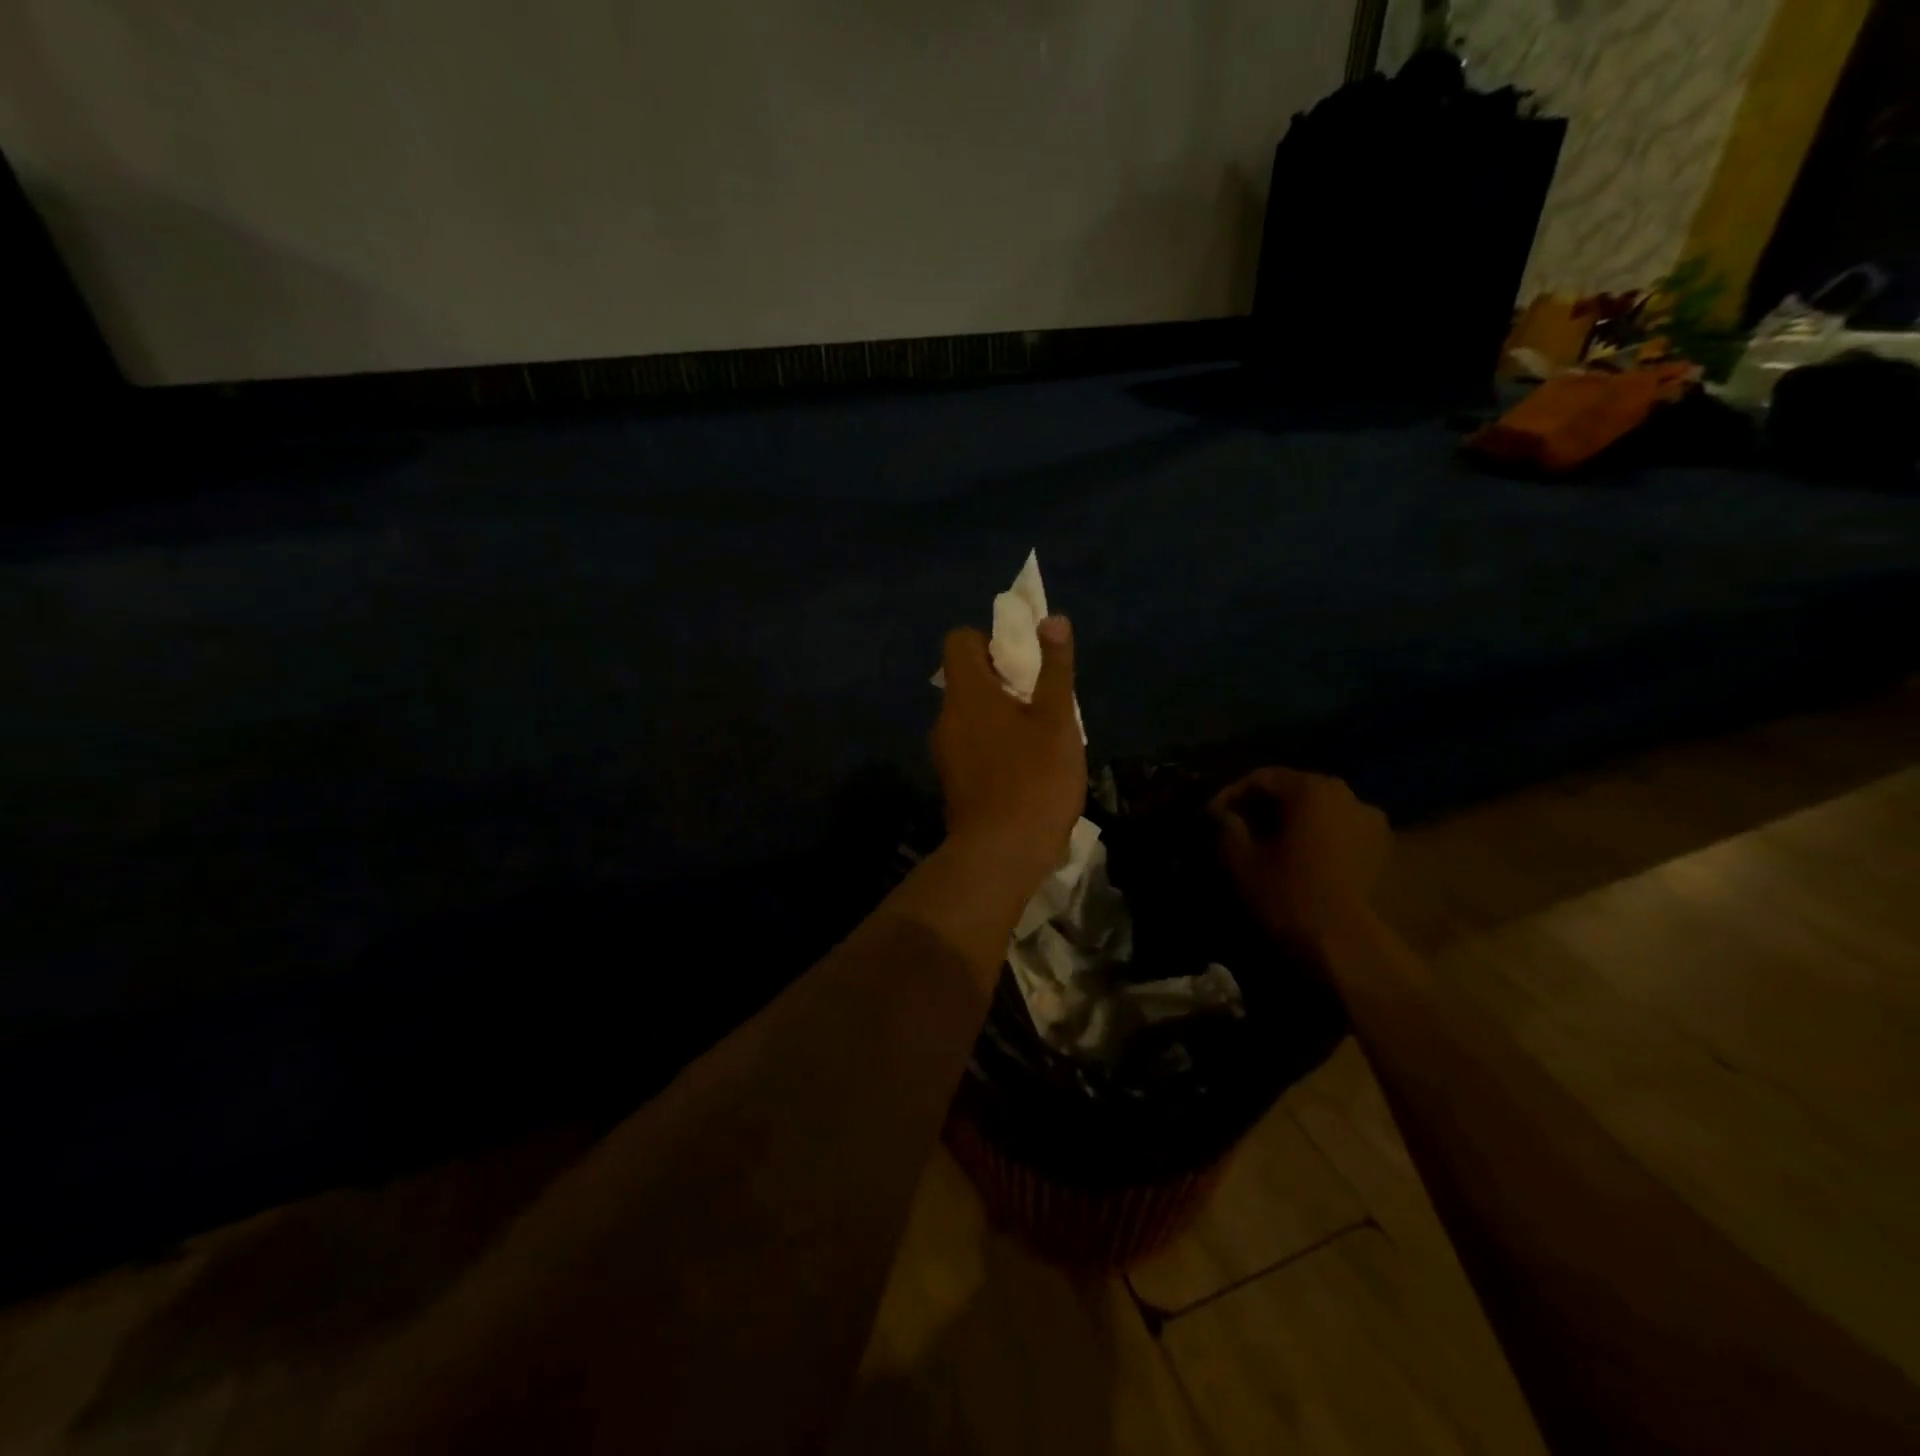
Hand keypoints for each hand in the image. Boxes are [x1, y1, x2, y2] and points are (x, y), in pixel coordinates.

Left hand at [931, 617, 1086, 885]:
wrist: (1000, 854)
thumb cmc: (1034, 779)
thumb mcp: (1056, 719)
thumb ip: (1054, 668)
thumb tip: (1051, 618)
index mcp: (967, 693)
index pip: (959, 641)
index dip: (988, 641)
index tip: (1021, 662)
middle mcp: (946, 717)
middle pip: (966, 679)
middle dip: (1002, 680)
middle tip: (1040, 700)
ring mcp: (944, 752)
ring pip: (970, 715)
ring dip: (1000, 715)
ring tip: (1038, 737)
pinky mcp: (952, 781)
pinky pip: (970, 745)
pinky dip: (992, 744)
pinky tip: (1023, 769)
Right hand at [1210, 768, 1390, 962]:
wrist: (1349, 946)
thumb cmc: (1289, 895)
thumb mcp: (1242, 860)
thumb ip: (1227, 827)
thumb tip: (1221, 814)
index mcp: (1311, 789)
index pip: (1262, 778)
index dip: (1230, 794)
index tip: (1211, 817)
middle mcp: (1347, 794)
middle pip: (1294, 790)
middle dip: (1262, 807)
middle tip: (1236, 828)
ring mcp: (1371, 822)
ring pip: (1319, 811)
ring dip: (1291, 822)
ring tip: (1268, 846)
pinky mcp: (1383, 850)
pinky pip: (1339, 831)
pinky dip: (1316, 838)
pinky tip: (1299, 861)